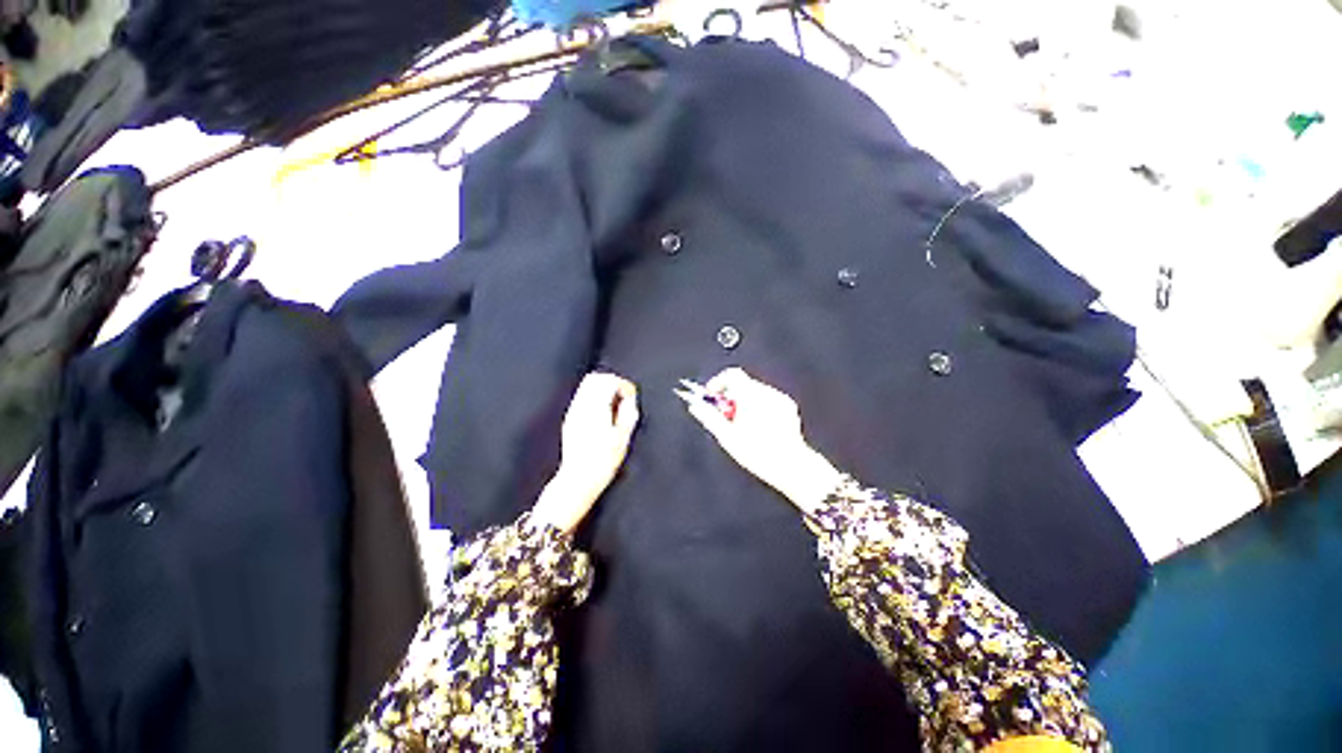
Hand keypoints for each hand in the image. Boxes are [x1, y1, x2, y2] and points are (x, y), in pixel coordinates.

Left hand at [532, 372, 639, 533]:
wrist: (579, 478)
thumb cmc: (602, 462)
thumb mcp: (623, 438)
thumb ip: (628, 414)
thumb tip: (630, 400)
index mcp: (596, 409)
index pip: (609, 381)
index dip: (624, 385)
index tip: (631, 396)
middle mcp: (582, 407)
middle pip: (595, 378)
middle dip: (612, 381)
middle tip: (623, 395)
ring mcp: (574, 412)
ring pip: (586, 385)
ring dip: (603, 387)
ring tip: (614, 404)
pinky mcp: (570, 419)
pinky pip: (582, 396)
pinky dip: (594, 396)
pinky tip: (603, 411)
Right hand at [678, 368, 842, 514]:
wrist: (790, 465)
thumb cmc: (758, 453)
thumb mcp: (727, 437)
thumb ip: (709, 417)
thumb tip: (695, 406)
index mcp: (751, 397)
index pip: (731, 375)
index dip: (717, 382)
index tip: (711, 395)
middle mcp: (767, 393)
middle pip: (742, 384)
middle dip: (730, 396)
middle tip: (724, 415)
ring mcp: (780, 398)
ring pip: (755, 392)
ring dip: (744, 402)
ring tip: (742, 425)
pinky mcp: (788, 406)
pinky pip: (768, 399)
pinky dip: (759, 406)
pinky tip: (759, 427)